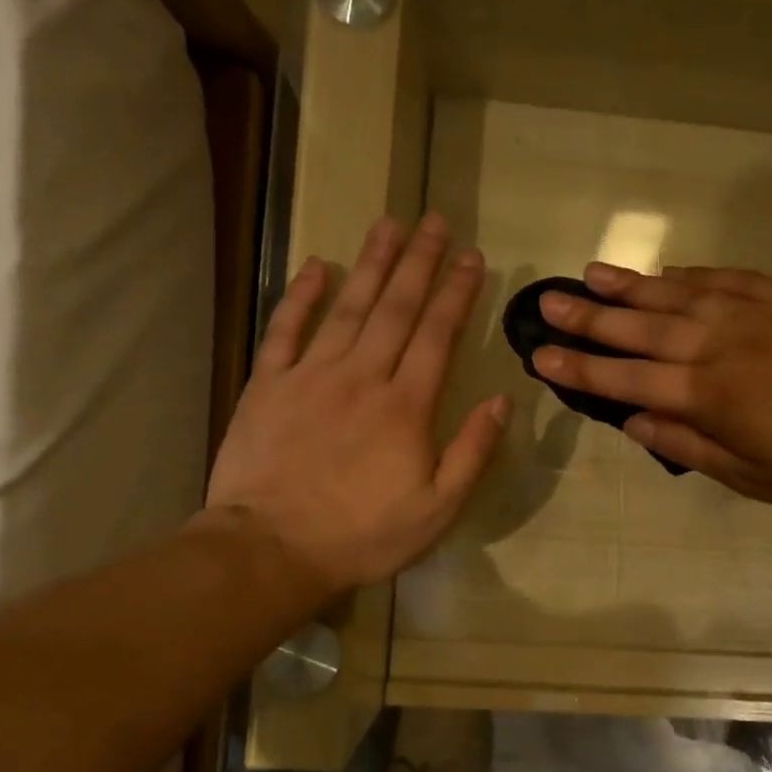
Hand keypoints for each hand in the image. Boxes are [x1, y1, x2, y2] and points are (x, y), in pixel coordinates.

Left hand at [204, 215, 508, 595]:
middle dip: (419, 261)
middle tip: (434, 221)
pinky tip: (317, 266)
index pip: (438, 334)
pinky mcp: (268, 385)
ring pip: (348, 306)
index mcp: (406, 405)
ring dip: (371, 263)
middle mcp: (362, 376)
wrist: (272, 549)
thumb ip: (473, 452)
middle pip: (396, 307)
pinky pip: (286, 328)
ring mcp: (311, 375)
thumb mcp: (438, 508)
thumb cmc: (363, 535)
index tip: (471, 257)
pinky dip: (301, 294)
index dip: (456, 292)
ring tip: (389, 225)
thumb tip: (503, 401)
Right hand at [531, 263, 771, 511]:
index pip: (628, 380)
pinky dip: (690, 274)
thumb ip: (686, 446)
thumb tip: (632, 423)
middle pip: (642, 328)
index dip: (581, 370)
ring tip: (589, 273)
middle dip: (589, 317)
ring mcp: (753, 316)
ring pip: (677, 294)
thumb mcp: (748, 477)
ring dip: (630, 285)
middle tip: (547, 303)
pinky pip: (724, 278)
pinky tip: (666, 270)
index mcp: (710, 397)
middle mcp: (721, 346)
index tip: (541, 357)